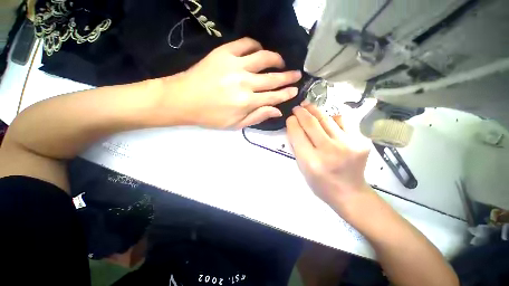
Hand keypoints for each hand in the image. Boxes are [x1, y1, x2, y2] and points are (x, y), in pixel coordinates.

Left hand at [159, 37, 301, 128]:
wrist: (184, 100)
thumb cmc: (211, 116)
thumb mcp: (236, 124)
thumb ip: (257, 117)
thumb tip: (276, 111)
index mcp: (247, 102)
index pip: (273, 96)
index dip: (286, 93)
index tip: (295, 90)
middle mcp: (245, 83)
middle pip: (273, 78)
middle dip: (288, 77)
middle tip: (296, 74)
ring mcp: (235, 65)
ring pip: (264, 58)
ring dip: (276, 59)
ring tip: (281, 62)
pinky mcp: (224, 53)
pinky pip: (246, 44)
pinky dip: (256, 46)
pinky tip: (260, 51)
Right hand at [286, 104, 371, 212]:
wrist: (349, 193)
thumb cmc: (321, 184)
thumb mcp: (302, 168)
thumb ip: (297, 147)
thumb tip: (295, 126)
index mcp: (311, 161)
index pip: (297, 134)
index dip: (292, 122)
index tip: (290, 118)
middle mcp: (329, 151)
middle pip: (311, 123)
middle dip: (301, 112)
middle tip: (297, 107)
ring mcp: (348, 145)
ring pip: (326, 119)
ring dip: (314, 110)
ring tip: (308, 106)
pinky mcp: (360, 141)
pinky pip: (342, 121)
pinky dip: (331, 117)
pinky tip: (326, 118)